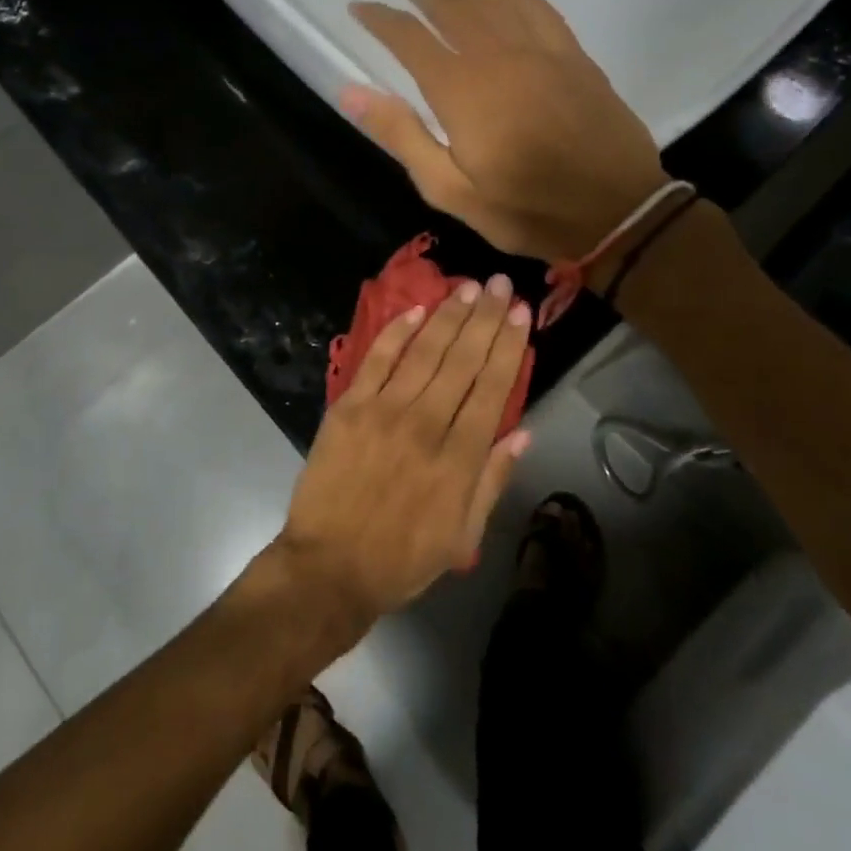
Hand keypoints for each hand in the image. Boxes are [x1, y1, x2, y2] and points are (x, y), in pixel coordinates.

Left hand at [275, 274, 532, 626]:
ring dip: (449, 316)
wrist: (329, 566)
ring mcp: (384, 410)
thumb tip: (521, 431)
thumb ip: (492, 480)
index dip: (508, 346)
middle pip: (462, 360)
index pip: (492, 388)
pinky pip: (377, 359)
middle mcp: (426, 424)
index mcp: (459, 458)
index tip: (520, 313)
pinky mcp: (349, 406)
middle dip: (484, 318)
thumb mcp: (463, 535)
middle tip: (499, 284)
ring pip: (425, 352)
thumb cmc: (401, 558)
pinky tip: (417, 310)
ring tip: (467, 287)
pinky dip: (397, 331)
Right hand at [345, 0, 665, 263]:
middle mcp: (497, 58)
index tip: (360, 5)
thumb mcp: (449, 189)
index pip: (410, 41)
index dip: (382, 20)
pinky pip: (541, 11)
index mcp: (461, 91)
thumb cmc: (524, 209)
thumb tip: (351, 91)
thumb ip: (402, 135)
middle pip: (453, 10)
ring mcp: (541, 53)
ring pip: (493, 3)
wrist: (616, 213)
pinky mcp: (574, 59)